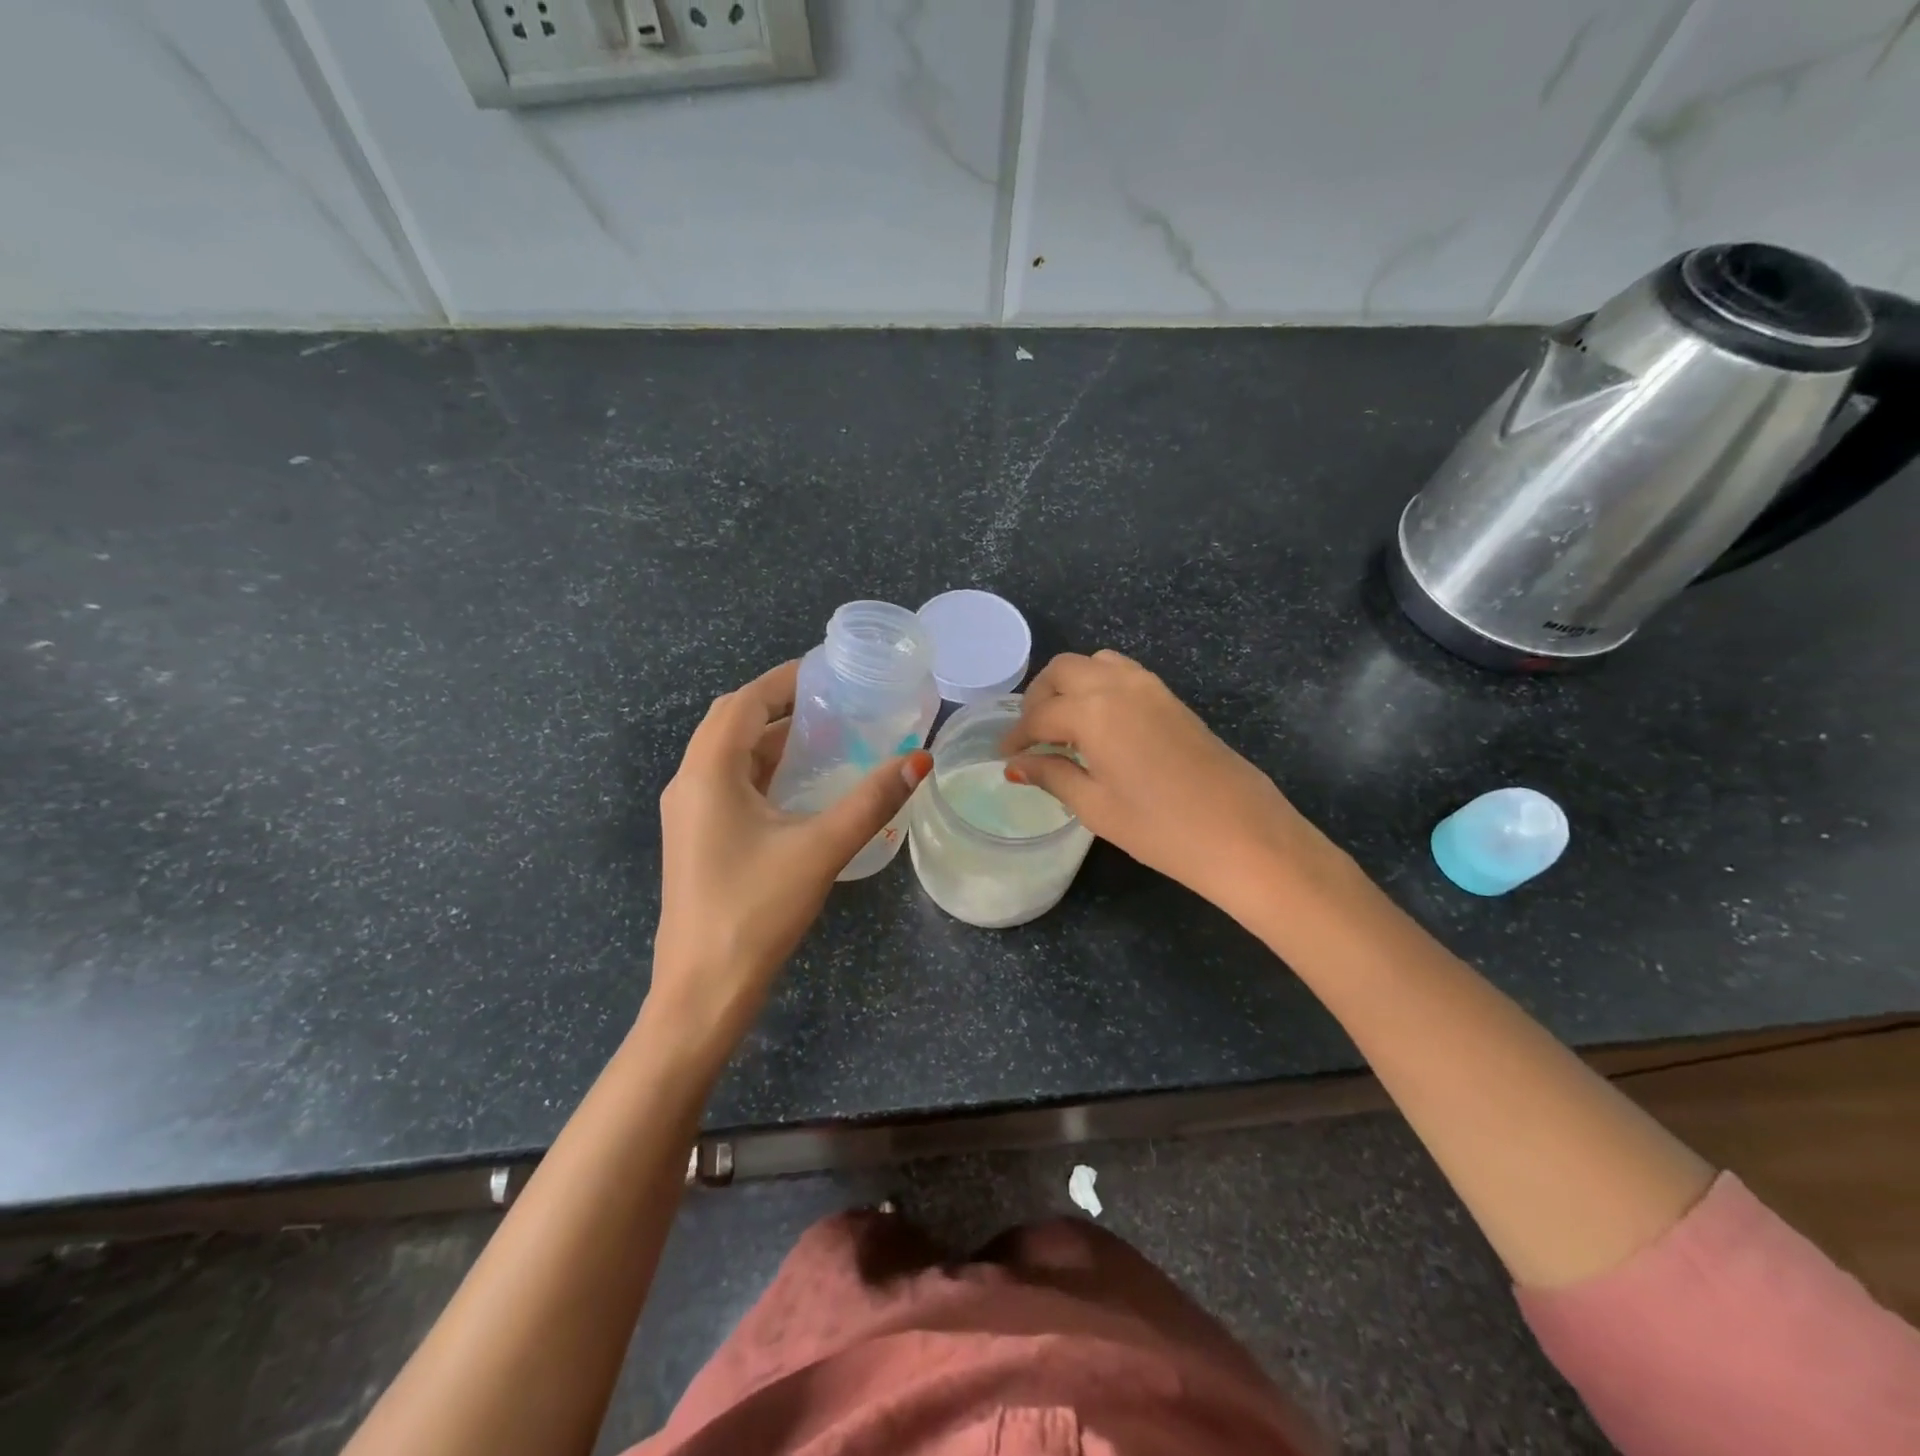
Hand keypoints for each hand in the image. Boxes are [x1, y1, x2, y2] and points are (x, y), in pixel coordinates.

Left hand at [647, 660, 931, 1062]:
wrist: (703, 990)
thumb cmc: (755, 911)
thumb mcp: (820, 849)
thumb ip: (871, 801)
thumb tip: (920, 760)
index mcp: (708, 773)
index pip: (744, 701)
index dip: (783, 679)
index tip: (829, 671)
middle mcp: (690, 783)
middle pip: (732, 722)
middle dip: (780, 705)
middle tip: (835, 702)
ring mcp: (689, 814)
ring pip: (730, 755)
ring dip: (772, 739)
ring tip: (828, 735)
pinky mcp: (698, 838)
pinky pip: (730, 784)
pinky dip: (764, 770)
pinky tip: (803, 786)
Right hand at [1001, 650, 1332, 915]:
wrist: (1242, 833)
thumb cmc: (1160, 828)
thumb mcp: (1095, 806)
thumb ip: (1053, 775)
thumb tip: (1017, 765)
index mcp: (1093, 711)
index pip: (1040, 714)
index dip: (1017, 736)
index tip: (1005, 756)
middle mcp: (1118, 685)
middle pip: (1063, 670)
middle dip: (1039, 697)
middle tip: (1031, 735)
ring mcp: (1150, 686)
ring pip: (1094, 663)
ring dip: (1069, 685)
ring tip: (1063, 726)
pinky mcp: (1171, 698)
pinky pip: (1122, 673)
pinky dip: (1098, 686)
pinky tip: (1099, 726)